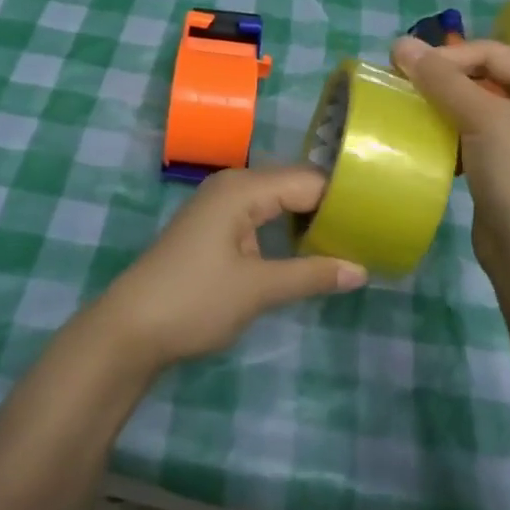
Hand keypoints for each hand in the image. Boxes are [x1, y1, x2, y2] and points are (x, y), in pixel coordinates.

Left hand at [95, 166, 367, 370]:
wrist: (129, 329)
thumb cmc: (194, 301)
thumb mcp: (258, 289)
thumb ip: (311, 275)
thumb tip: (362, 270)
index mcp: (243, 188)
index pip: (308, 181)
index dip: (343, 199)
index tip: (380, 218)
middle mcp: (232, 186)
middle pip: (294, 185)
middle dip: (329, 208)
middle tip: (371, 232)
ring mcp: (221, 205)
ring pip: (278, 201)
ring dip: (309, 220)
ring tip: (350, 241)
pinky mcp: (215, 226)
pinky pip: (262, 215)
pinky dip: (286, 229)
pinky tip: (309, 249)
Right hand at [391, 36, 509, 283]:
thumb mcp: (484, 119)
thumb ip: (442, 80)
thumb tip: (401, 43)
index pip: (492, 52)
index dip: (448, 55)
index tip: (402, 67)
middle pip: (485, 79)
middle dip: (442, 81)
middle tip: (399, 87)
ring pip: (476, 111)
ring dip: (442, 110)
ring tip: (406, 114)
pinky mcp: (509, 173)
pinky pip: (474, 141)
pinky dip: (449, 138)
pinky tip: (425, 146)